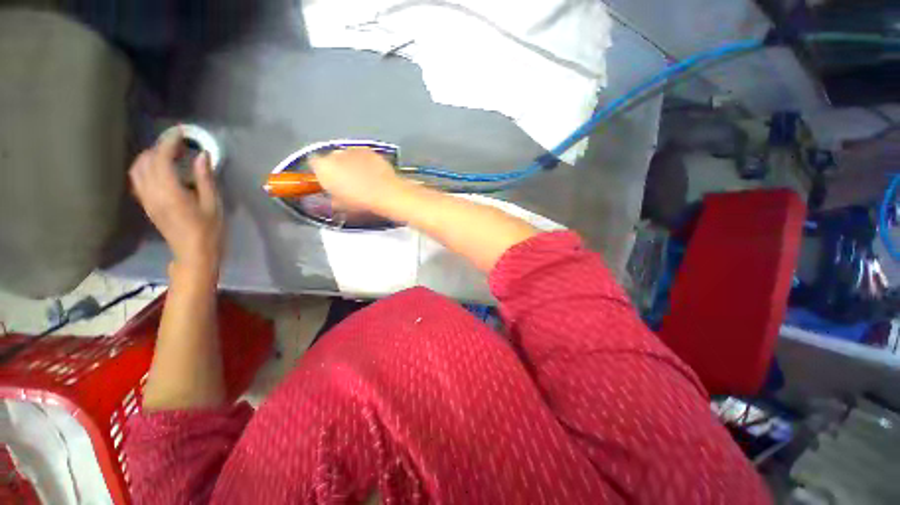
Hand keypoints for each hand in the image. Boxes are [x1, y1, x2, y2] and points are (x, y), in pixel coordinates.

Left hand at [129, 128, 222, 274]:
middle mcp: (152, 192)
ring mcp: (146, 199)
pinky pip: (138, 179)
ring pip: (137, 168)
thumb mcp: (213, 204)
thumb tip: (202, 155)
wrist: (193, 253)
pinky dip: (145, 167)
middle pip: (146, 160)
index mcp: (170, 192)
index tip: (181, 133)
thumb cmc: (209, 230)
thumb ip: (205, 178)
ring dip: (150, 156)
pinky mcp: (146, 204)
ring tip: (169, 154)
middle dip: (160, 147)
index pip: (162, 158)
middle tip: (180, 144)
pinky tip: (160, 169)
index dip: (170, 142)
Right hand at [308, 147, 411, 214]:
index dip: (321, 173)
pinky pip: (362, 155)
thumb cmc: (361, 202)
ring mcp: (353, 149)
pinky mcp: (369, 150)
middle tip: (347, 182)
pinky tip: (372, 173)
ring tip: (362, 179)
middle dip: (337, 168)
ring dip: (351, 164)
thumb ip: (330, 199)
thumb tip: (332, 198)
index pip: (313, 164)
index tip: (327, 181)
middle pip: (331, 158)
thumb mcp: (341, 206)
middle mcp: (335, 154)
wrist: (386, 193)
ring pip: (347, 155)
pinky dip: (365, 161)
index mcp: (323, 167)